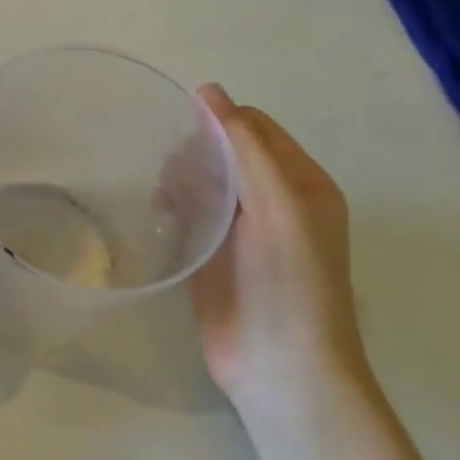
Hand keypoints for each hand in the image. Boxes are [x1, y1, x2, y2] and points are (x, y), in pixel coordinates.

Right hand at [189, 87, 369, 407]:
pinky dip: (173, 206)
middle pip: (227, 152)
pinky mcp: (212, 256)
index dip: (221, 119)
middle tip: (171, 167)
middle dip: (197, 150)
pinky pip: (189, 215)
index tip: (180, 123)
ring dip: (181, 177)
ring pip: (205, 182)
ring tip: (163, 193)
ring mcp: (241, 231)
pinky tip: (158, 212)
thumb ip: (245, 147)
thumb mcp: (278, 204)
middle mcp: (273, 201)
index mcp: (301, 183)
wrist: (280, 368)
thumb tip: (209, 91)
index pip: (256, 129)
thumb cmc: (288, 282)